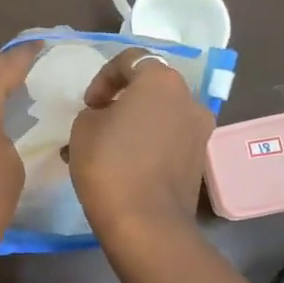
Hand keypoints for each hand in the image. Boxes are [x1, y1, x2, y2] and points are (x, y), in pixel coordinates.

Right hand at [68, 48, 214, 247]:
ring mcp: (200, 131)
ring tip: (109, 148)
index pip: (131, 59)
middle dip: (124, 100)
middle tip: (99, 121)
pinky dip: (149, 145)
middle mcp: (189, 99)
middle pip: (152, 88)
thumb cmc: (109, 165)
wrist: (146, 223)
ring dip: (137, 124)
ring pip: (162, 116)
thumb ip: (95, 110)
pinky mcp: (200, 160)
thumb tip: (108, 117)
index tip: (89, 104)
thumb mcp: (83, 127)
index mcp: (161, 80)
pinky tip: (126, 167)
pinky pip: (169, 140)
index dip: (103, 77)